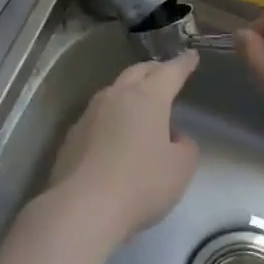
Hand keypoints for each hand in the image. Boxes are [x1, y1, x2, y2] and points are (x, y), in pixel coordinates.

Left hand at [46, 52, 200, 243]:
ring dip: (130, 91)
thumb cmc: (142, 183)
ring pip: (114, 91)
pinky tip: (115, 133)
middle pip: (137, 73)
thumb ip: (184, 146)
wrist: (84, 206)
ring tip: (141, 102)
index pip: (169, 72)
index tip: (191, 57)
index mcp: (147, 97)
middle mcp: (115, 96)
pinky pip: (98, 116)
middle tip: (165, 73)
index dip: (183, 64)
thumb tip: (172, 136)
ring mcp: (89, 114)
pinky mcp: (72, 135)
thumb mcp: (181, 167)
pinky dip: (112, 116)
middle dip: (154, 70)